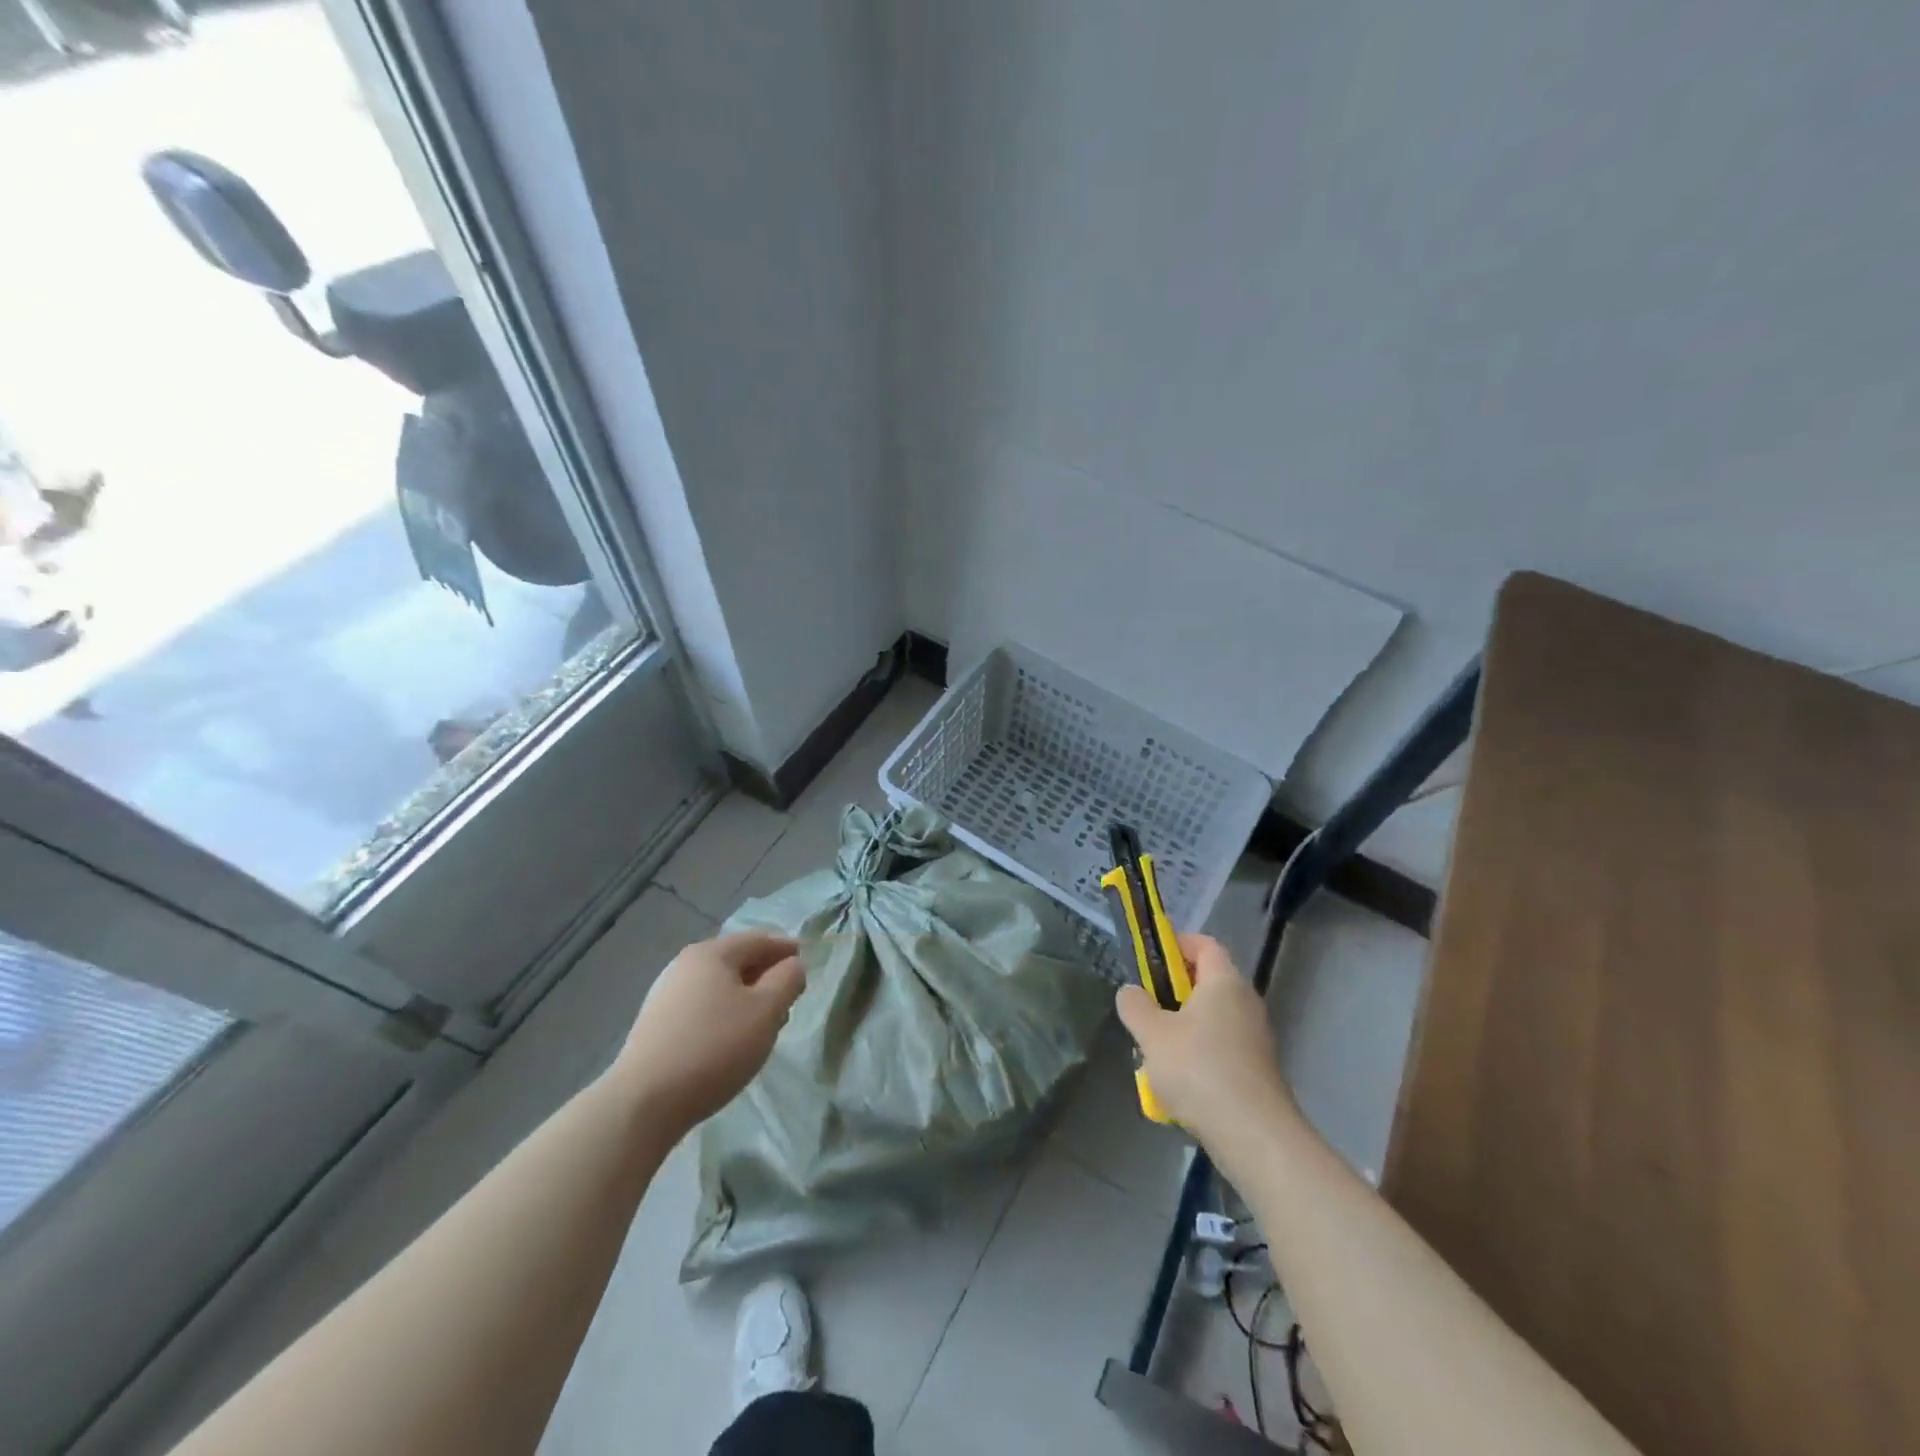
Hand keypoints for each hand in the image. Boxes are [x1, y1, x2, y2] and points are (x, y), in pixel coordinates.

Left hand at [612, 931, 805, 1132]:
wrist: (644, 1102)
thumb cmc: (715, 1048)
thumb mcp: (766, 1011)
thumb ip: (787, 980)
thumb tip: (793, 965)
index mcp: (712, 953)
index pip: (760, 939)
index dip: (787, 949)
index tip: (807, 966)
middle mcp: (685, 965)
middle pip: (737, 960)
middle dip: (767, 975)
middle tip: (789, 999)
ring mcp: (666, 994)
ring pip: (719, 986)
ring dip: (747, 997)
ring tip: (764, 1024)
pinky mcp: (657, 1024)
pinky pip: (702, 1006)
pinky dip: (725, 1013)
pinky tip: (732, 1039)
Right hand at [1115, 933, 1296, 1145]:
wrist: (1253, 1135)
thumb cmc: (1199, 1069)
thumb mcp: (1152, 1034)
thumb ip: (1135, 1006)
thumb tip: (1131, 992)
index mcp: (1224, 982)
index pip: (1205, 944)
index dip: (1177, 944)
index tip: (1150, 959)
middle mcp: (1245, 1002)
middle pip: (1207, 982)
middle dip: (1173, 992)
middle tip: (1146, 1009)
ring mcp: (1255, 1038)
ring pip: (1212, 1019)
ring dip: (1183, 1028)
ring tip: (1155, 1052)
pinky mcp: (1256, 1070)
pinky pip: (1221, 1049)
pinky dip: (1198, 1056)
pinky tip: (1177, 1084)